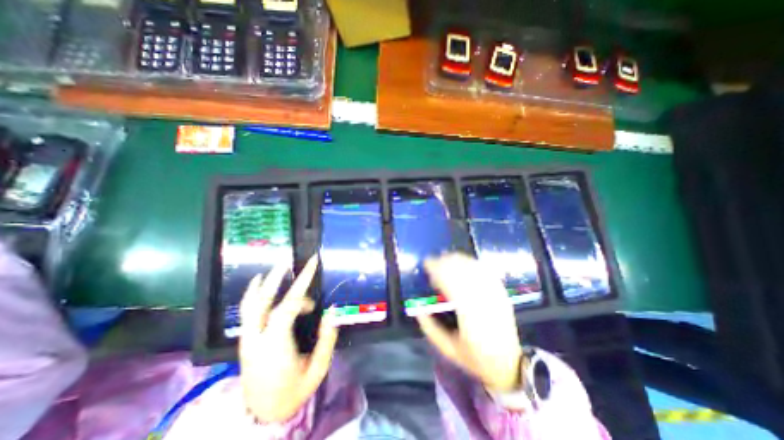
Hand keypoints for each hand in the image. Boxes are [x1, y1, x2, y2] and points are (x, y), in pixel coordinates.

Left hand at [237, 255, 338, 423]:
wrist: (261, 414)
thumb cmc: (293, 391)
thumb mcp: (317, 369)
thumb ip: (327, 339)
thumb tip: (333, 311)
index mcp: (275, 345)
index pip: (286, 308)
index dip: (302, 290)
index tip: (315, 287)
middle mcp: (257, 338)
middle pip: (264, 301)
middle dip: (278, 278)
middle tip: (290, 261)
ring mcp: (247, 338)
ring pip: (251, 303)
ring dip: (265, 282)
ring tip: (277, 267)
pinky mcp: (245, 339)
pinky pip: (247, 310)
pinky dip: (253, 293)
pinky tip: (259, 282)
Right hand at [413, 255, 521, 391]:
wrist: (509, 364)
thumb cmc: (475, 358)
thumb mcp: (447, 349)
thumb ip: (430, 328)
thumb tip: (418, 308)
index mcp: (469, 315)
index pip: (450, 283)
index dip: (437, 270)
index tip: (426, 265)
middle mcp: (483, 300)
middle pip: (462, 270)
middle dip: (445, 262)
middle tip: (433, 261)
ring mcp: (495, 294)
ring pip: (474, 267)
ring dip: (457, 259)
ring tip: (445, 259)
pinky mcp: (501, 292)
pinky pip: (485, 270)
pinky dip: (471, 263)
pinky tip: (463, 262)